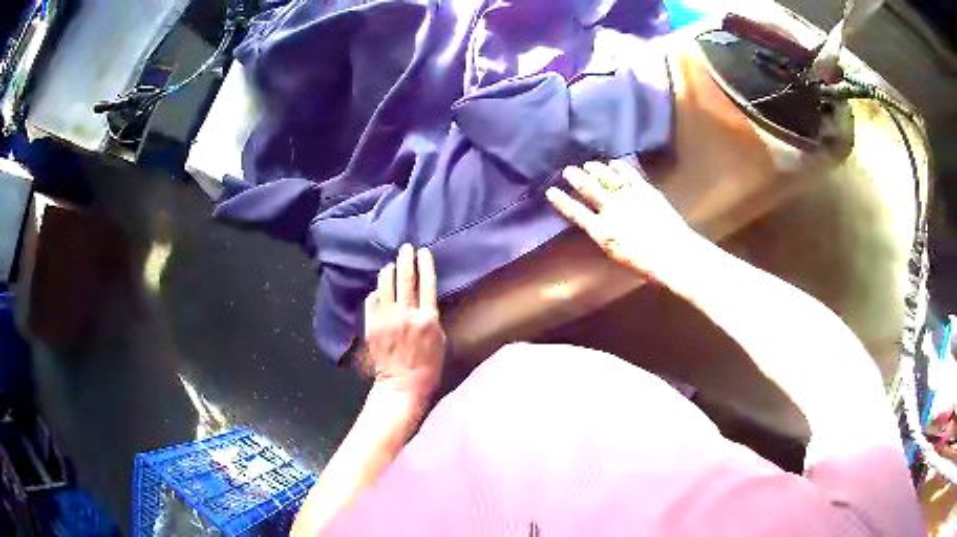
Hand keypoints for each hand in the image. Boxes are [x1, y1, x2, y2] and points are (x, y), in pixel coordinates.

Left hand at [363, 244, 445, 403]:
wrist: (402, 384)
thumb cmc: (427, 365)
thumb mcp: (440, 339)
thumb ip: (430, 315)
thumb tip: (421, 298)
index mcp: (427, 318)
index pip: (427, 283)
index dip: (425, 264)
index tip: (423, 252)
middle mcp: (406, 313)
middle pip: (406, 278)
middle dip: (406, 259)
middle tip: (406, 247)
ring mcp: (386, 318)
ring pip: (386, 285)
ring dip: (389, 271)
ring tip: (391, 265)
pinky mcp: (372, 324)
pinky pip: (372, 299)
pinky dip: (377, 291)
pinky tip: (380, 289)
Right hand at [546, 160, 696, 281]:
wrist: (673, 254)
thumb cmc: (645, 263)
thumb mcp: (618, 255)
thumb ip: (606, 237)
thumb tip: (599, 226)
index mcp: (602, 231)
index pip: (576, 213)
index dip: (563, 202)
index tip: (550, 191)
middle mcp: (611, 210)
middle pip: (589, 189)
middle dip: (577, 179)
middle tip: (568, 170)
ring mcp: (628, 197)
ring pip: (607, 178)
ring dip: (596, 170)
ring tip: (588, 164)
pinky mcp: (645, 190)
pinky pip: (630, 175)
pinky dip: (621, 167)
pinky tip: (614, 163)